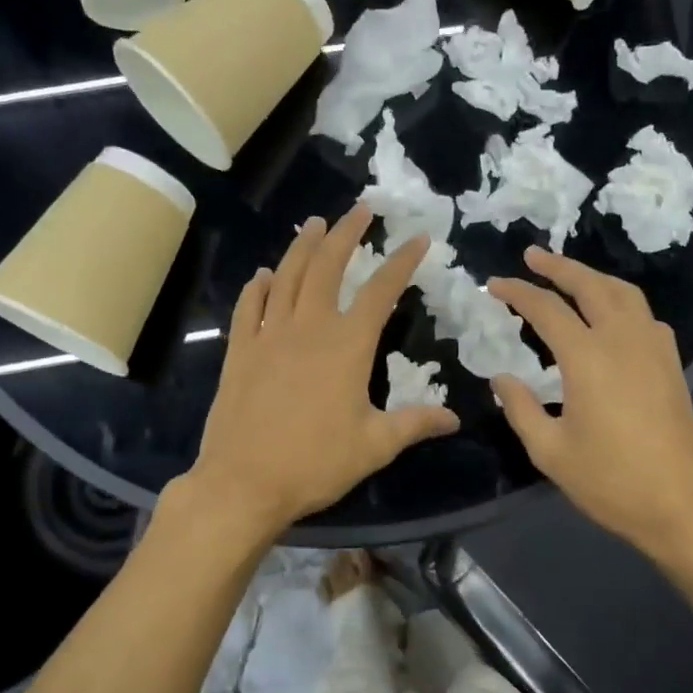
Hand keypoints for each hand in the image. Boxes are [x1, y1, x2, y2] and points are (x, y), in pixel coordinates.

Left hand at [186, 205, 458, 535]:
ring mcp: (268, 336)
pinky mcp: (239, 352)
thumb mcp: (375, 446)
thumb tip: (454, 418)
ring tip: (314, 223)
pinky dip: (257, 287)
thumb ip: (415, 424)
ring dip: (303, 247)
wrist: (244, 482)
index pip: (382, 290)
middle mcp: (309, 327)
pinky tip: (263, 275)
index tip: (419, 237)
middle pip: (328, 266)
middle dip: (347, 233)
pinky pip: (248, 308)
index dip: (402, 261)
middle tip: (360, 209)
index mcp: (348, 345)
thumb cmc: (316, 463)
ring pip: (287, 277)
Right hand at [489, 248, 692, 565]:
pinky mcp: (671, 364)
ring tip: (569, 276)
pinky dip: (621, 301)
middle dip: (559, 266)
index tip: (494, 285)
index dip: (518, 293)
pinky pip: (644, 315)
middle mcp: (623, 340)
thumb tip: (502, 377)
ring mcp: (653, 349)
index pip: (546, 309)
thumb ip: (521, 408)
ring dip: (593, 277)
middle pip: (590, 285)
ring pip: (624, 293)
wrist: (681, 505)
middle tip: (532, 255)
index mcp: (588, 358)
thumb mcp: (549, 451)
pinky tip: (611, 315)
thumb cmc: (609, 481)